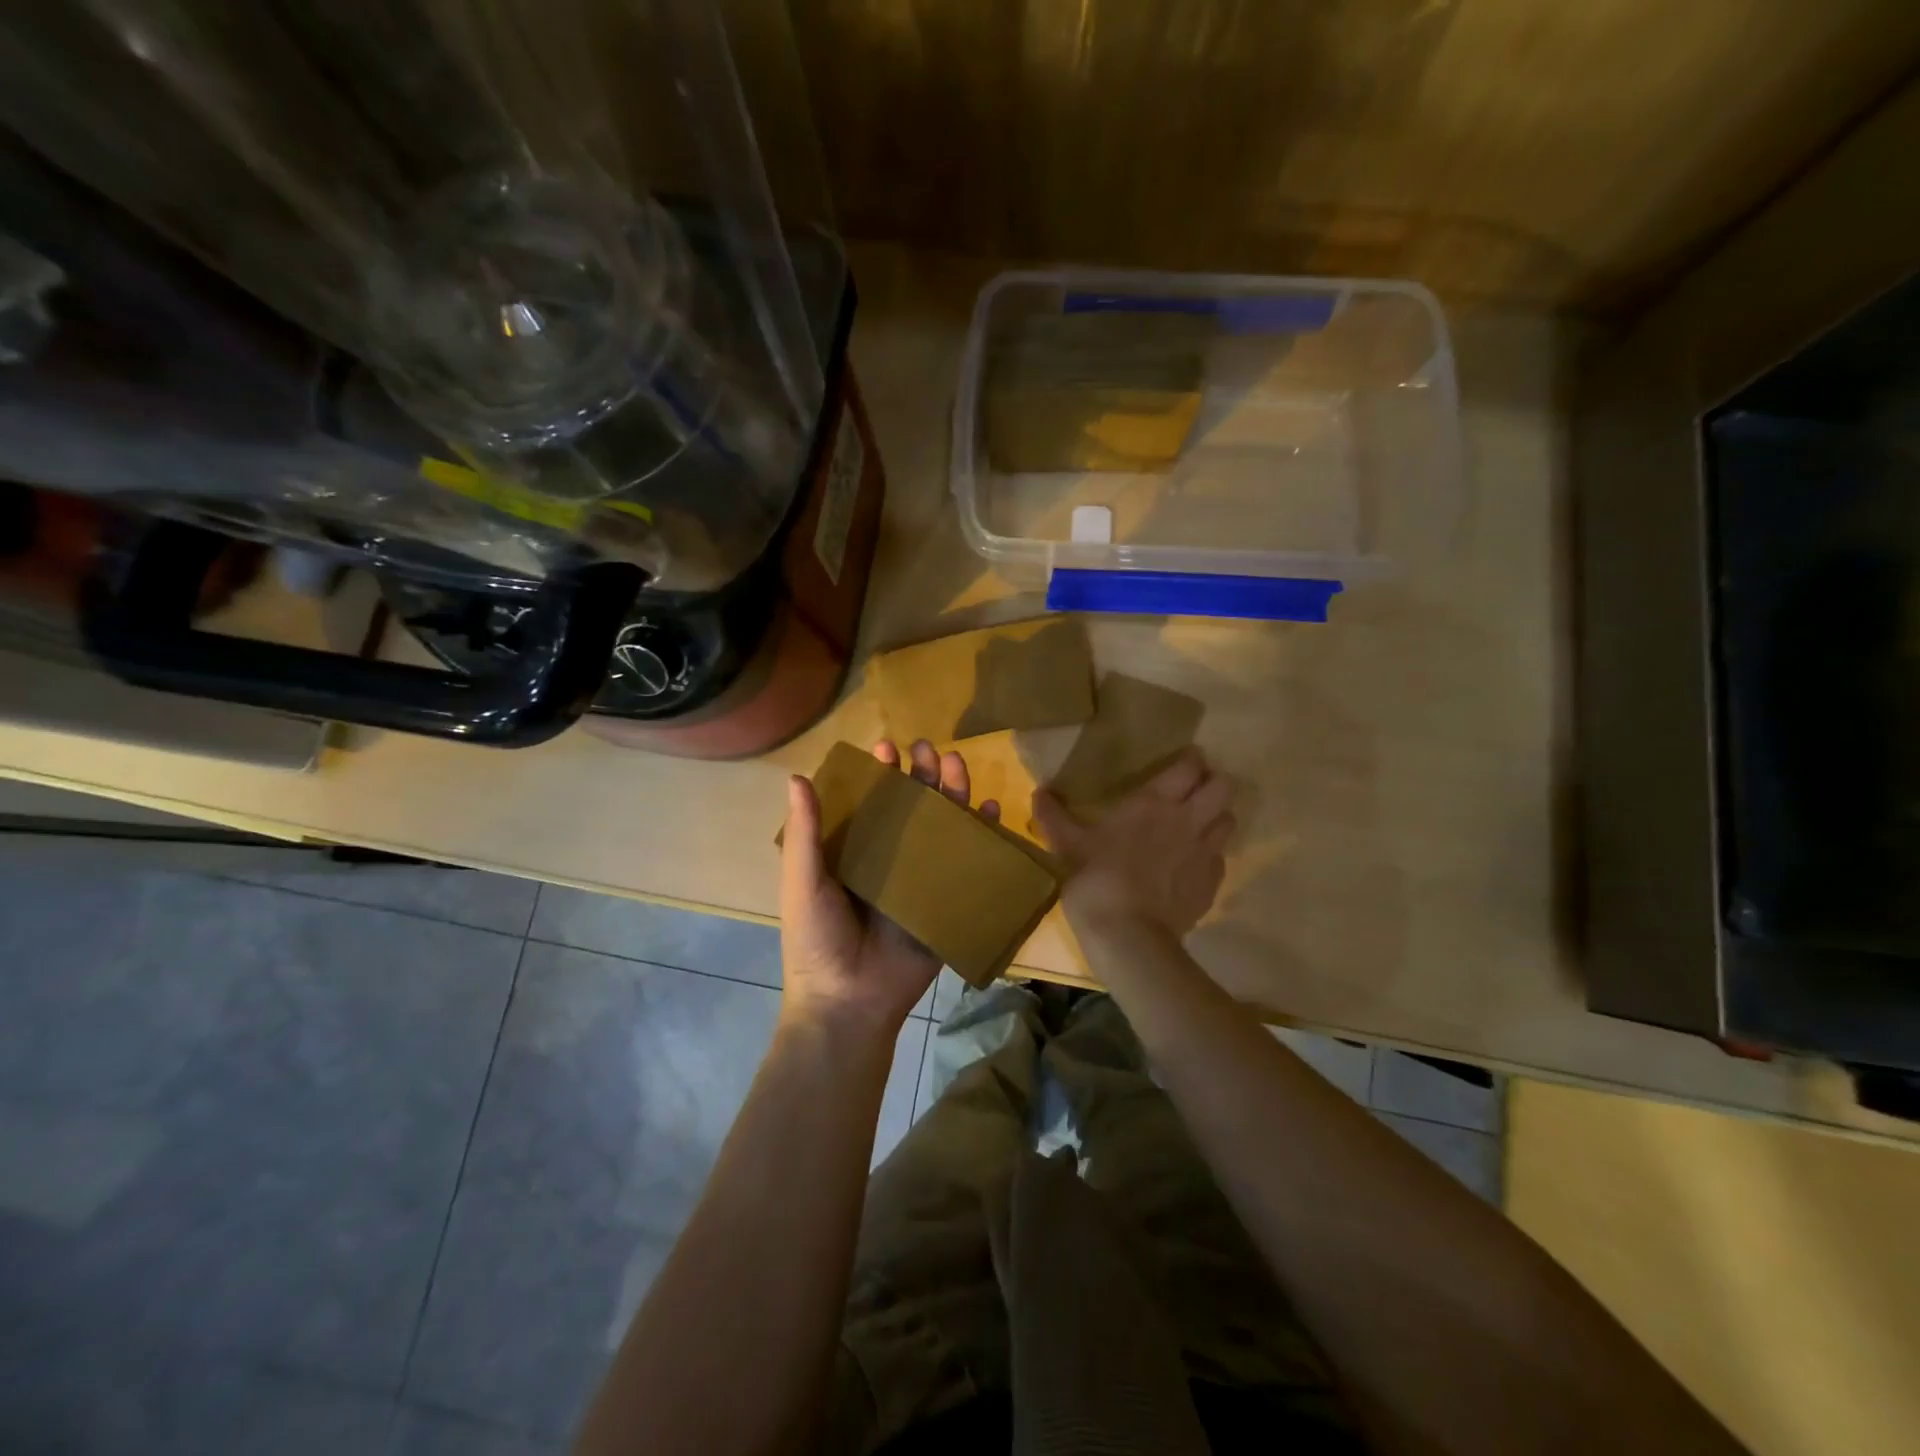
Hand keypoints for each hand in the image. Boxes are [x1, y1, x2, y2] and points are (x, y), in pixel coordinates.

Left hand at [779, 739, 1001, 1038]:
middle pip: (913, 809)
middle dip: (922, 775)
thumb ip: (804, 833)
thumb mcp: (803, 882)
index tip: (887, 747)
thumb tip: (797, 777)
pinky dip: (983, 837)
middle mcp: (890, 861)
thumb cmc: (818, 939)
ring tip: (957, 766)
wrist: (848, 1002)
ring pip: (943, 829)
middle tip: (929, 749)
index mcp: (855, 853)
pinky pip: (969, 866)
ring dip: (953, 795)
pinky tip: (991, 811)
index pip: (872, 803)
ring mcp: (921, 882)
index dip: (880, 774)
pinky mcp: (947, 904)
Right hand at [1032, 748, 1233, 939]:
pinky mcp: (1213, 883)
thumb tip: (1038, 792)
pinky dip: (1210, 854)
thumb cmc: (1096, 878)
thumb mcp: (1068, 844)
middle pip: (1224, 786)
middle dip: (1213, 783)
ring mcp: (1205, 852)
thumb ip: (1054, 816)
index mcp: (1154, 802)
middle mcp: (1188, 819)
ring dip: (1217, 816)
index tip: (1183, 760)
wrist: (1129, 934)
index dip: (1191, 759)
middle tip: (1194, 790)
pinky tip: (1191, 864)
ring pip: (1229, 819)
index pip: (1190, 766)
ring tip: (1198, 824)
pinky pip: (1221, 857)